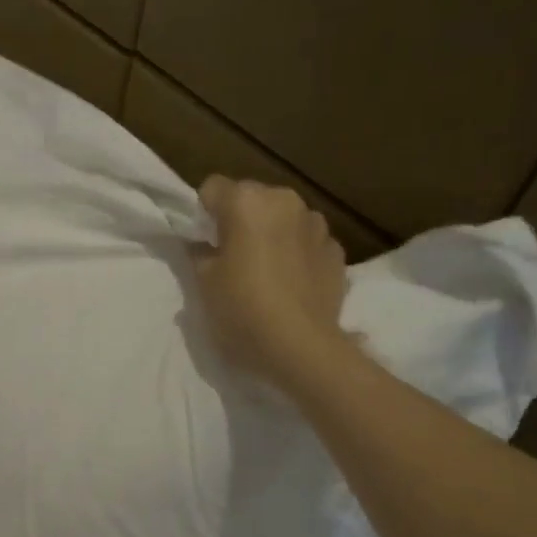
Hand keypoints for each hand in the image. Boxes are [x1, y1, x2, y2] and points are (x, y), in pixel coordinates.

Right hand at [195, 176, 349, 383]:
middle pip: (252, 198)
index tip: (203, 242)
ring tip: (265, 272)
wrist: (300, 348)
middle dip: (240, 220)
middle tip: (232, 258)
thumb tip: (203, 244)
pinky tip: (291, 284)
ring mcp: (317, 224)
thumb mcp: (203, 284)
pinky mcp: (337, 250)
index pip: (212, 188)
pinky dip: (296, 253)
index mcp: (247, 202)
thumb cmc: (242, 311)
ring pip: (283, 218)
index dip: (203, 214)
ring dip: (272, 234)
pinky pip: (307, 242)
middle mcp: (285, 201)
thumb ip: (200, 253)